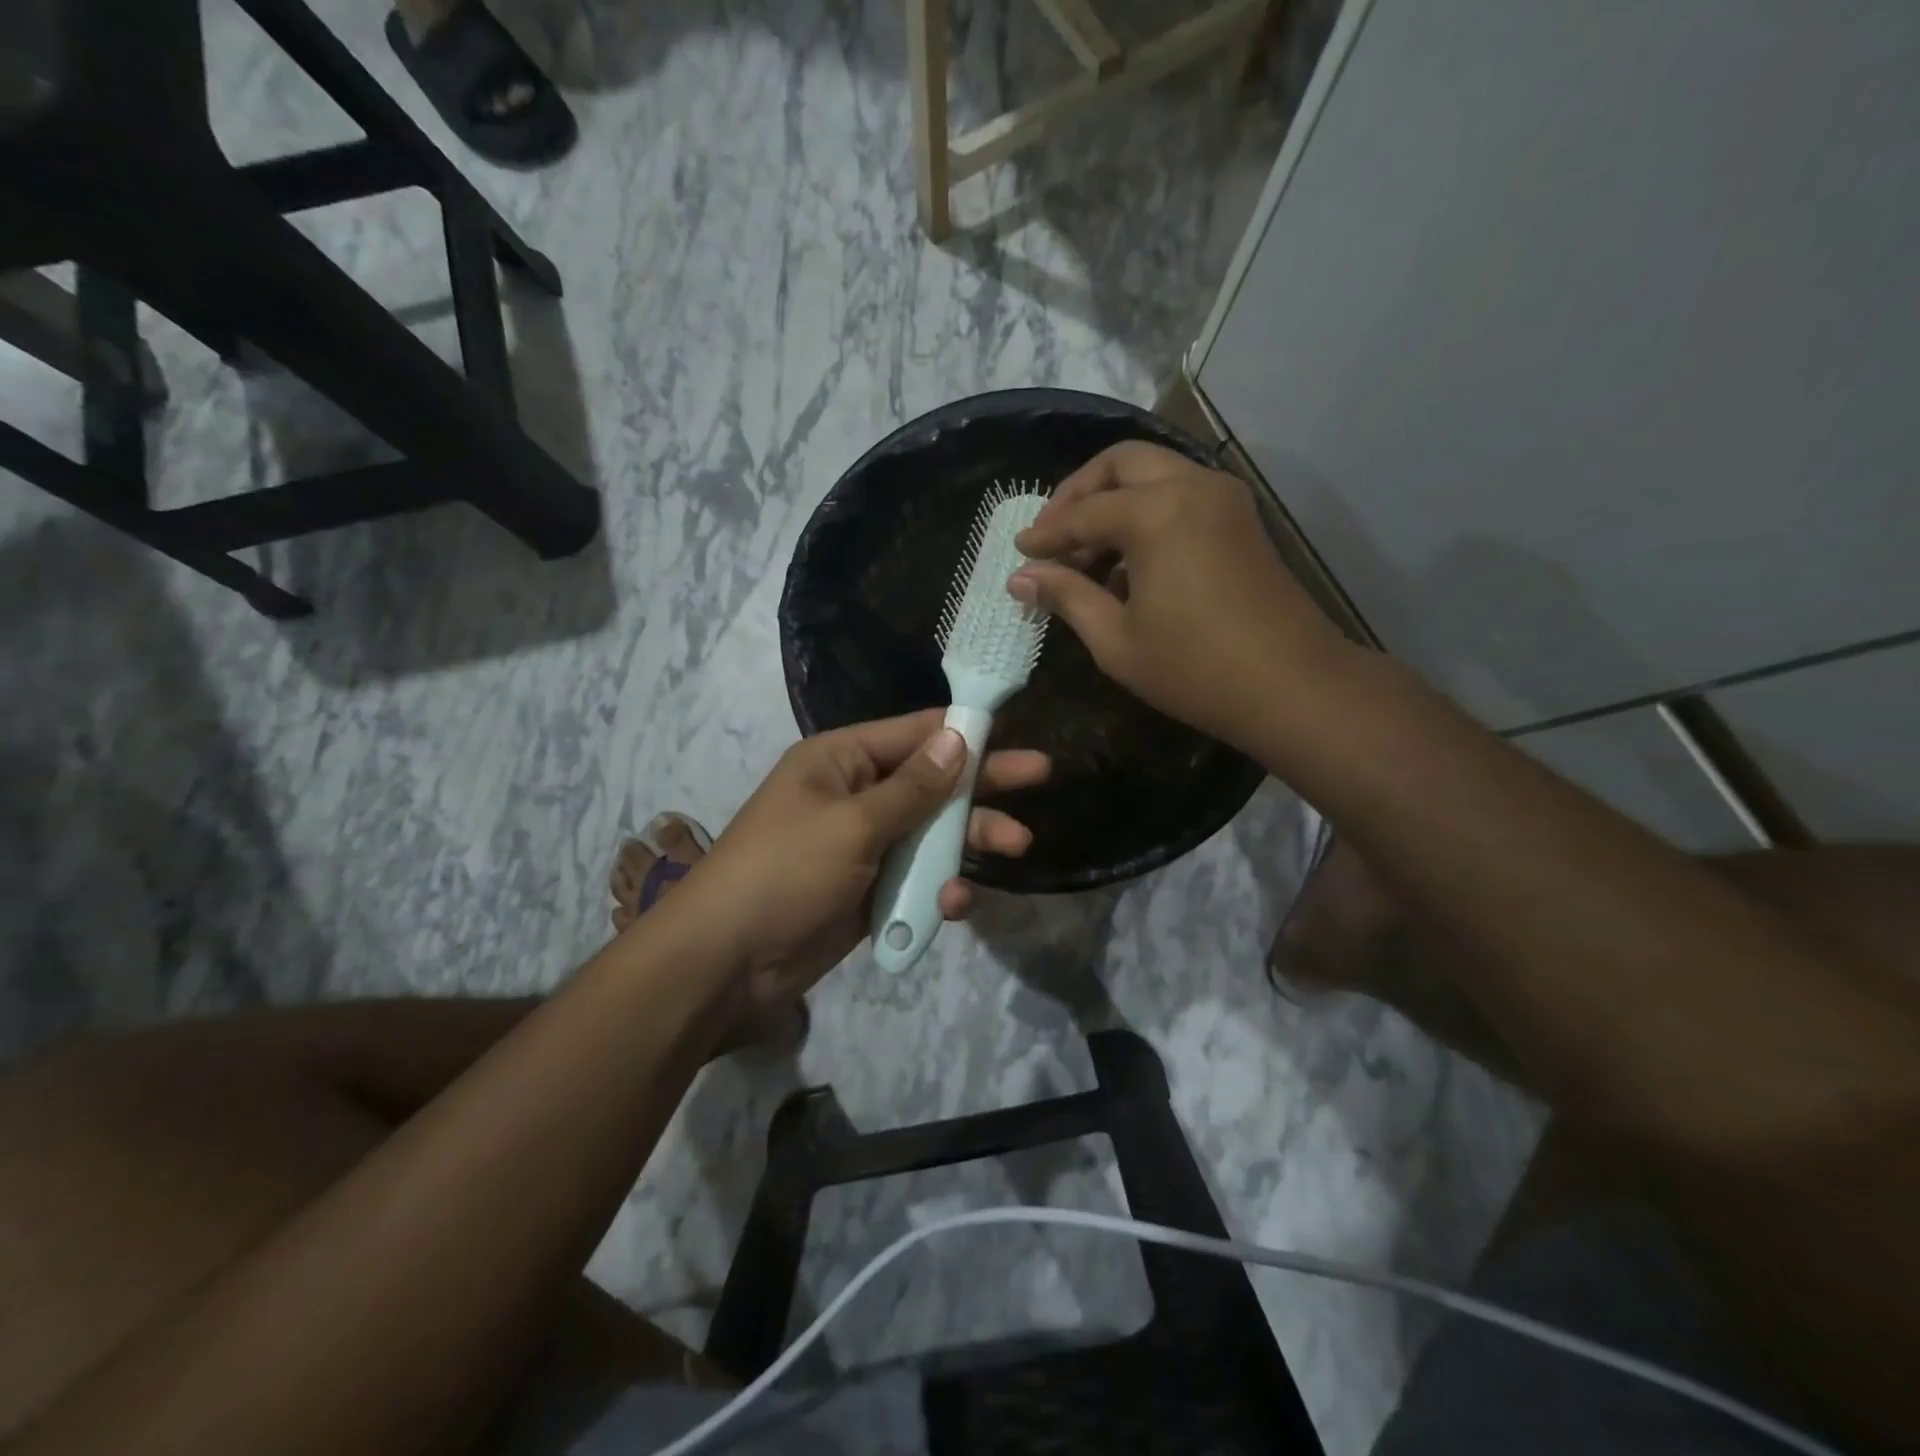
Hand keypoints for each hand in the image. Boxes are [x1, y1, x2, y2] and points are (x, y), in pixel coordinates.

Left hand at [675, 710, 1049, 1013]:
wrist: (728, 961)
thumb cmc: (786, 871)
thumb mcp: (853, 823)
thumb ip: (913, 787)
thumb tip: (958, 737)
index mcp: (842, 761)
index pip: (914, 733)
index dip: (964, 730)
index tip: (1013, 728)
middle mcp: (857, 796)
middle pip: (932, 782)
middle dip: (982, 784)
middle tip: (1040, 775)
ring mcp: (865, 846)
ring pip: (931, 833)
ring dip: (970, 840)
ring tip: (1017, 845)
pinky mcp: (871, 891)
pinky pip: (917, 878)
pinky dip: (938, 887)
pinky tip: (954, 902)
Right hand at [1009, 441, 1350, 752]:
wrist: (1291, 685)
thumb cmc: (1194, 669)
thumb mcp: (1115, 639)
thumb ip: (1067, 596)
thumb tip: (1021, 578)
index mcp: (1156, 513)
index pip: (1083, 512)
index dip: (1046, 534)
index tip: (1020, 553)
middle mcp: (1191, 486)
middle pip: (1121, 463)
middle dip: (1079, 493)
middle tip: (1052, 534)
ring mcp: (1223, 498)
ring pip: (1154, 473)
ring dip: (1115, 501)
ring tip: (1086, 555)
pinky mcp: (1240, 518)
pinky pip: (1180, 494)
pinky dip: (1147, 512)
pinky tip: (1128, 562)